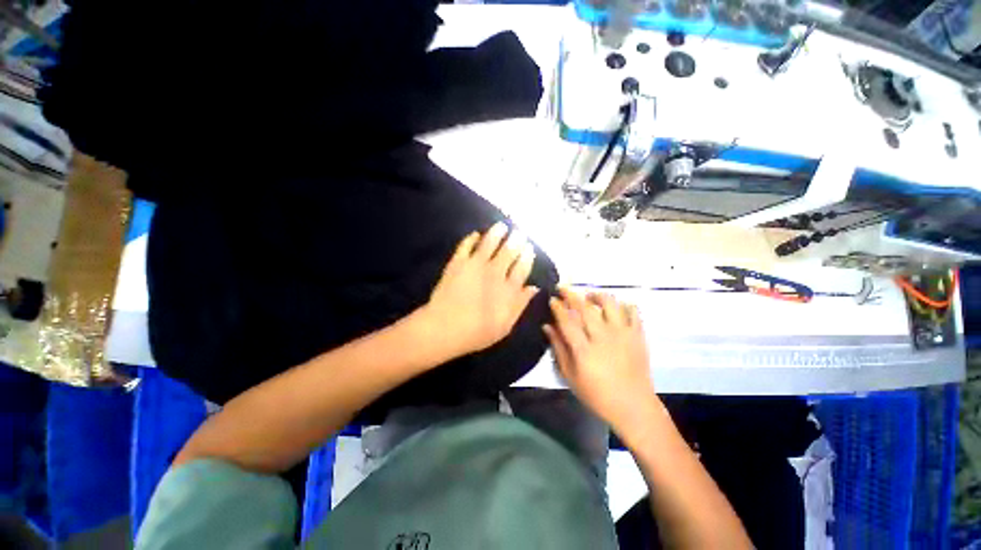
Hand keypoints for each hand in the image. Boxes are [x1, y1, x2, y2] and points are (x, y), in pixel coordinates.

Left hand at [421, 222, 538, 358]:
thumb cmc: (477, 332)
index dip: (527, 257)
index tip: (529, 248)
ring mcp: (476, 265)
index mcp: (508, 288)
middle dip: (515, 241)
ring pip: (489, 243)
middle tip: (519, 232)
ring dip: (497, 233)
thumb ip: (520, 304)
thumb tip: (534, 288)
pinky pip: (466, 245)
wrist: (445, 327)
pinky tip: (475, 234)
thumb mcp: (506, 325)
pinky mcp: (458, 262)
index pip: (522, 268)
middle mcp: (495, 272)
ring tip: (502, 226)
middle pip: (508, 252)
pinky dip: (471, 238)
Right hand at [544, 288, 655, 432]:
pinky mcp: (638, 335)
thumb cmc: (597, 395)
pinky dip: (623, 304)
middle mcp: (602, 337)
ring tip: (589, 297)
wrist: (633, 406)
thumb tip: (547, 326)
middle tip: (563, 288)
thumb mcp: (570, 376)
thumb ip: (558, 349)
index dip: (558, 307)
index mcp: (584, 350)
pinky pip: (633, 311)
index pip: (567, 320)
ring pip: (610, 303)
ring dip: (596, 295)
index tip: (552, 298)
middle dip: (571, 294)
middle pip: (585, 307)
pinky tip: (615, 308)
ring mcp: (622, 334)